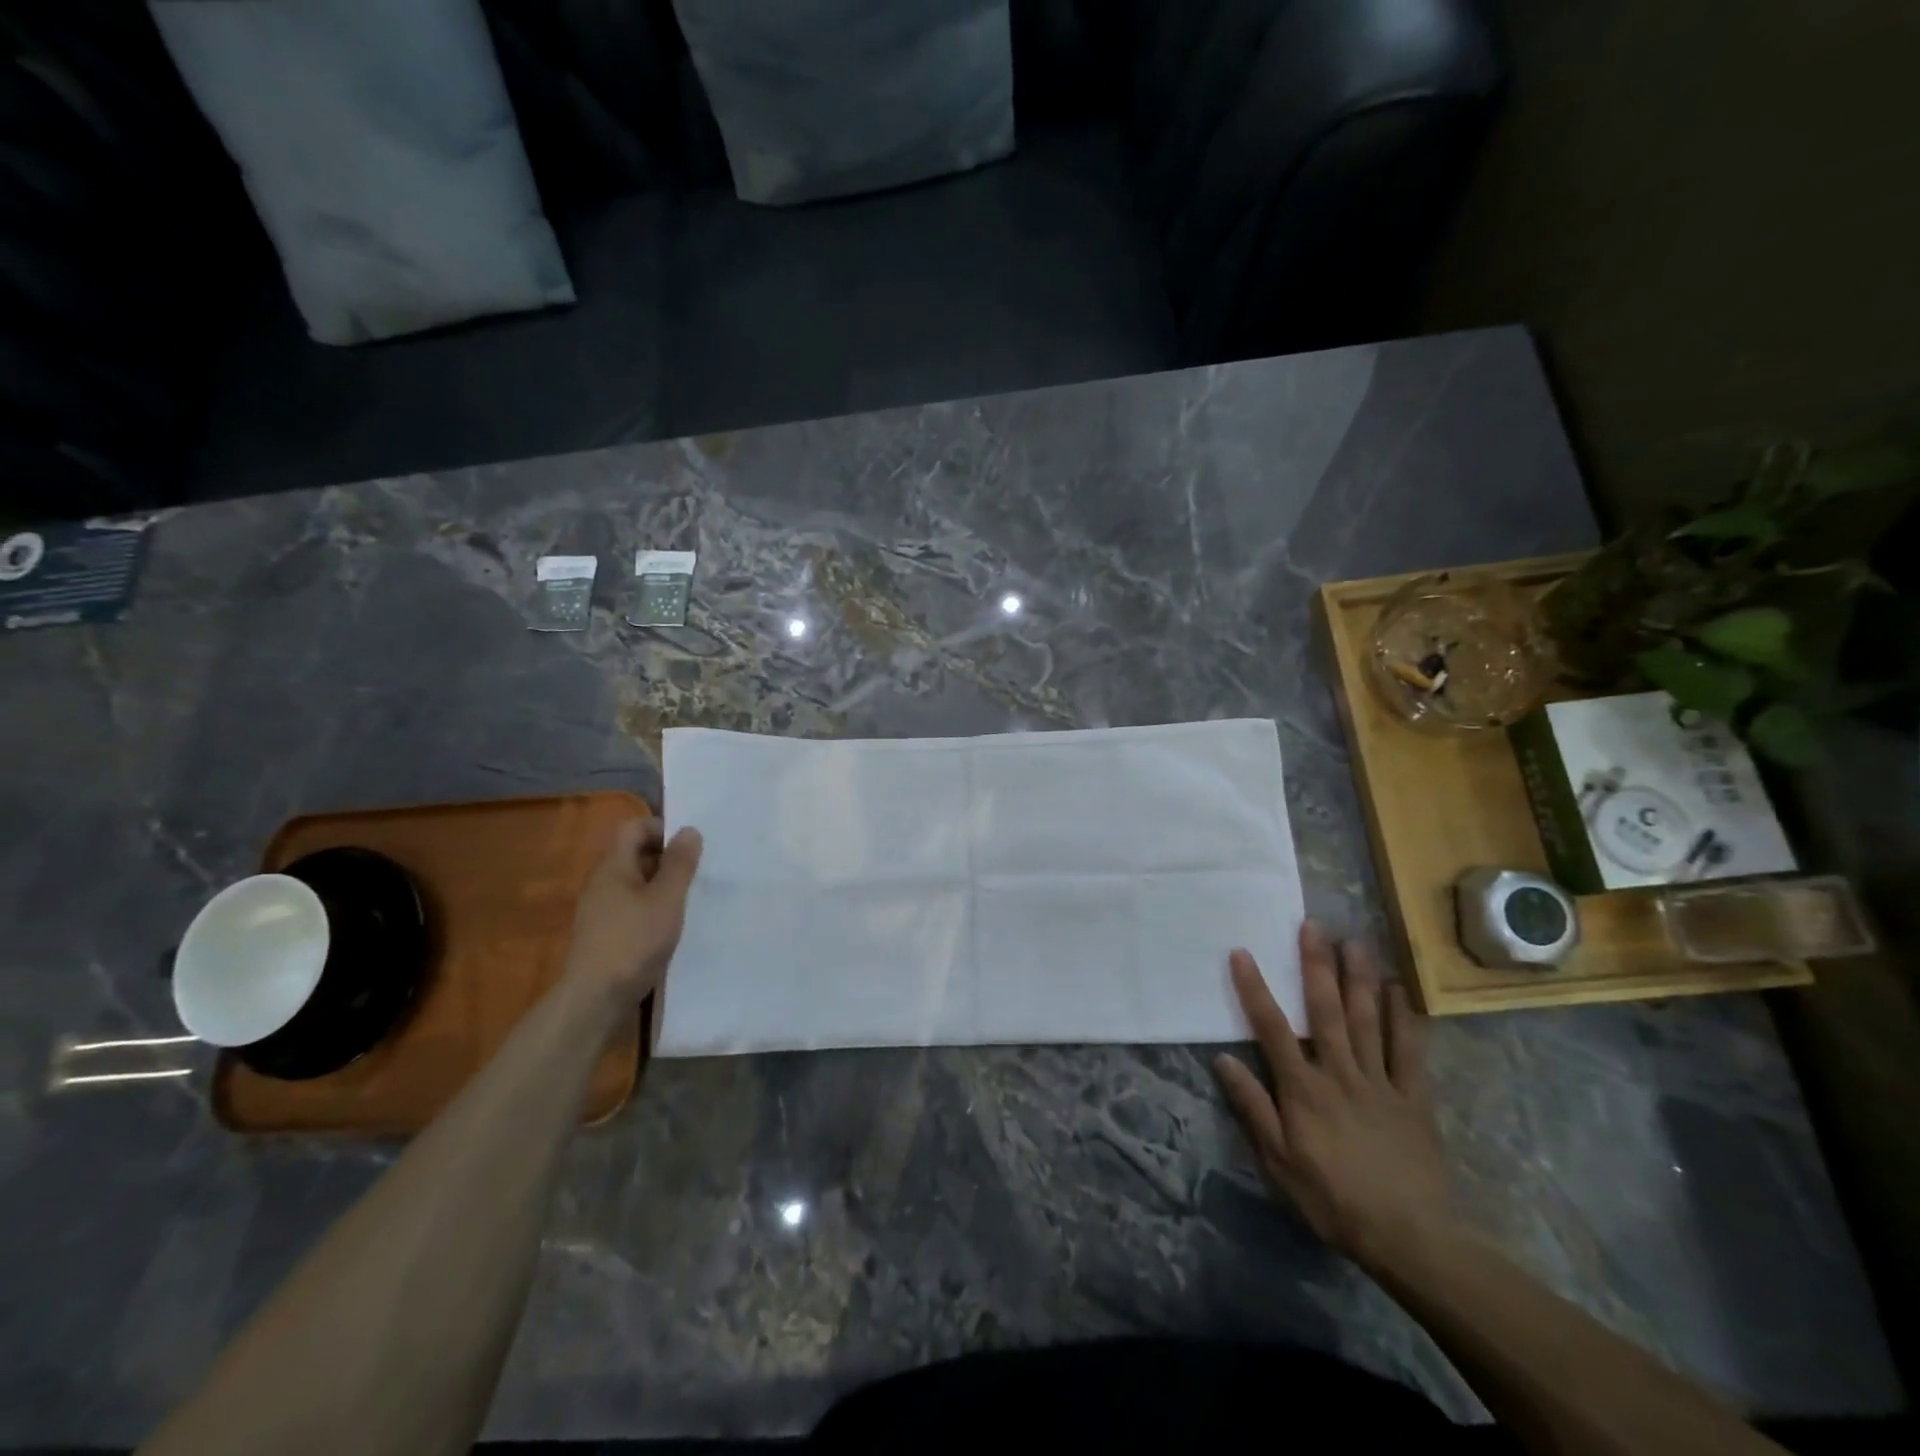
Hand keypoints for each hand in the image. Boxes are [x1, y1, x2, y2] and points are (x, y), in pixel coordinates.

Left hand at [561, 817, 702, 1007]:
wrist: (595, 999)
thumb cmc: (634, 941)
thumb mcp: (666, 899)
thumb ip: (680, 864)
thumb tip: (689, 830)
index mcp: (613, 866)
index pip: (634, 827)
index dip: (662, 829)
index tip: (691, 846)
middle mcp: (602, 881)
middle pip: (635, 852)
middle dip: (667, 857)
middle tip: (697, 871)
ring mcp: (600, 908)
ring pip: (635, 880)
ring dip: (662, 883)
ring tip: (689, 898)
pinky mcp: (605, 931)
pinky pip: (632, 904)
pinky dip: (653, 905)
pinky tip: (670, 924)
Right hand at [1212, 921, 1451, 1272]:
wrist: (1410, 1238)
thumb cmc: (1332, 1199)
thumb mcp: (1278, 1162)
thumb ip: (1252, 1107)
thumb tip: (1223, 1059)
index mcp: (1303, 1089)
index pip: (1272, 1028)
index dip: (1254, 988)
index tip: (1242, 953)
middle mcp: (1339, 1073)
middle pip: (1325, 1011)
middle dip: (1315, 966)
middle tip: (1312, 925)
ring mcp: (1380, 1082)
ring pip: (1367, 1021)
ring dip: (1359, 979)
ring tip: (1354, 942)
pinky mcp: (1413, 1098)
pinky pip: (1409, 1052)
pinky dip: (1403, 1019)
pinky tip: (1398, 991)